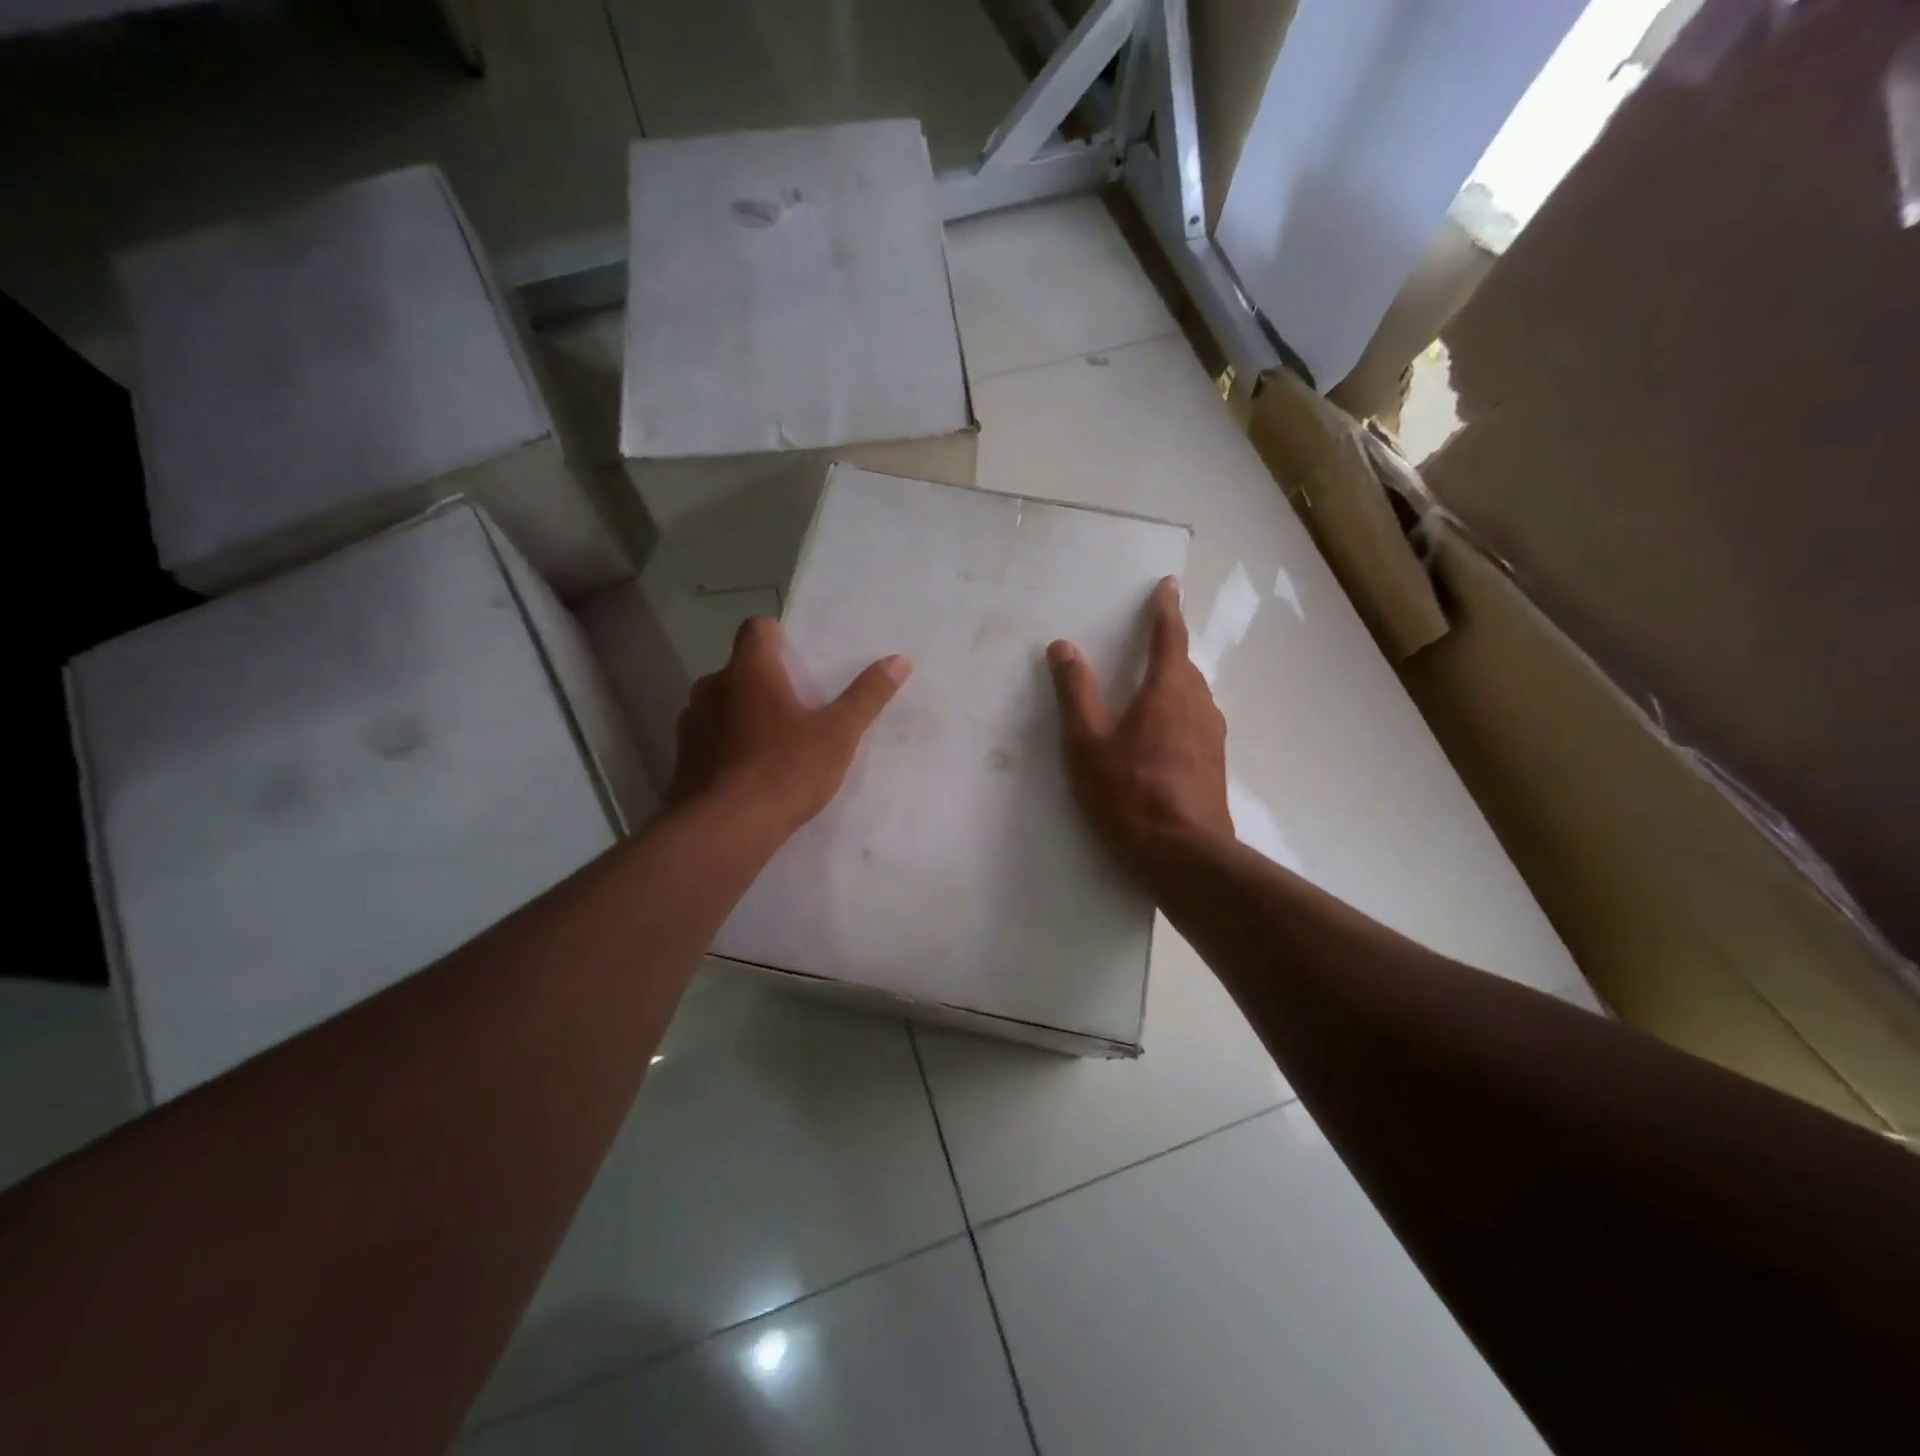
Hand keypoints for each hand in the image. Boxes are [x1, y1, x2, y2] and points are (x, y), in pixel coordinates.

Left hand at [671, 617, 910, 841]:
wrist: (726, 829)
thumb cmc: (786, 770)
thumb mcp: (839, 734)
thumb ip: (867, 695)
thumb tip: (899, 660)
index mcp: (750, 671)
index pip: (756, 629)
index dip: (777, 635)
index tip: (798, 657)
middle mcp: (712, 686)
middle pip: (740, 668)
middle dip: (766, 681)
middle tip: (797, 707)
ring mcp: (692, 722)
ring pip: (722, 703)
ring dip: (743, 713)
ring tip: (773, 743)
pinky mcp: (682, 756)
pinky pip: (709, 737)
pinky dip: (727, 743)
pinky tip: (748, 772)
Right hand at [1047, 577, 1231, 876]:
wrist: (1184, 855)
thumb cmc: (1128, 792)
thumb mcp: (1087, 742)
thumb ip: (1075, 692)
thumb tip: (1063, 646)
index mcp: (1168, 689)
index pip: (1169, 636)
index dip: (1166, 609)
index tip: (1168, 585)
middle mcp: (1199, 704)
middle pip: (1184, 666)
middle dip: (1167, 650)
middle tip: (1147, 643)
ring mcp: (1213, 736)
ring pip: (1193, 696)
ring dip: (1174, 685)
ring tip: (1149, 692)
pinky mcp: (1216, 763)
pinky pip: (1196, 722)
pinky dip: (1179, 715)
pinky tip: (1161, 740)